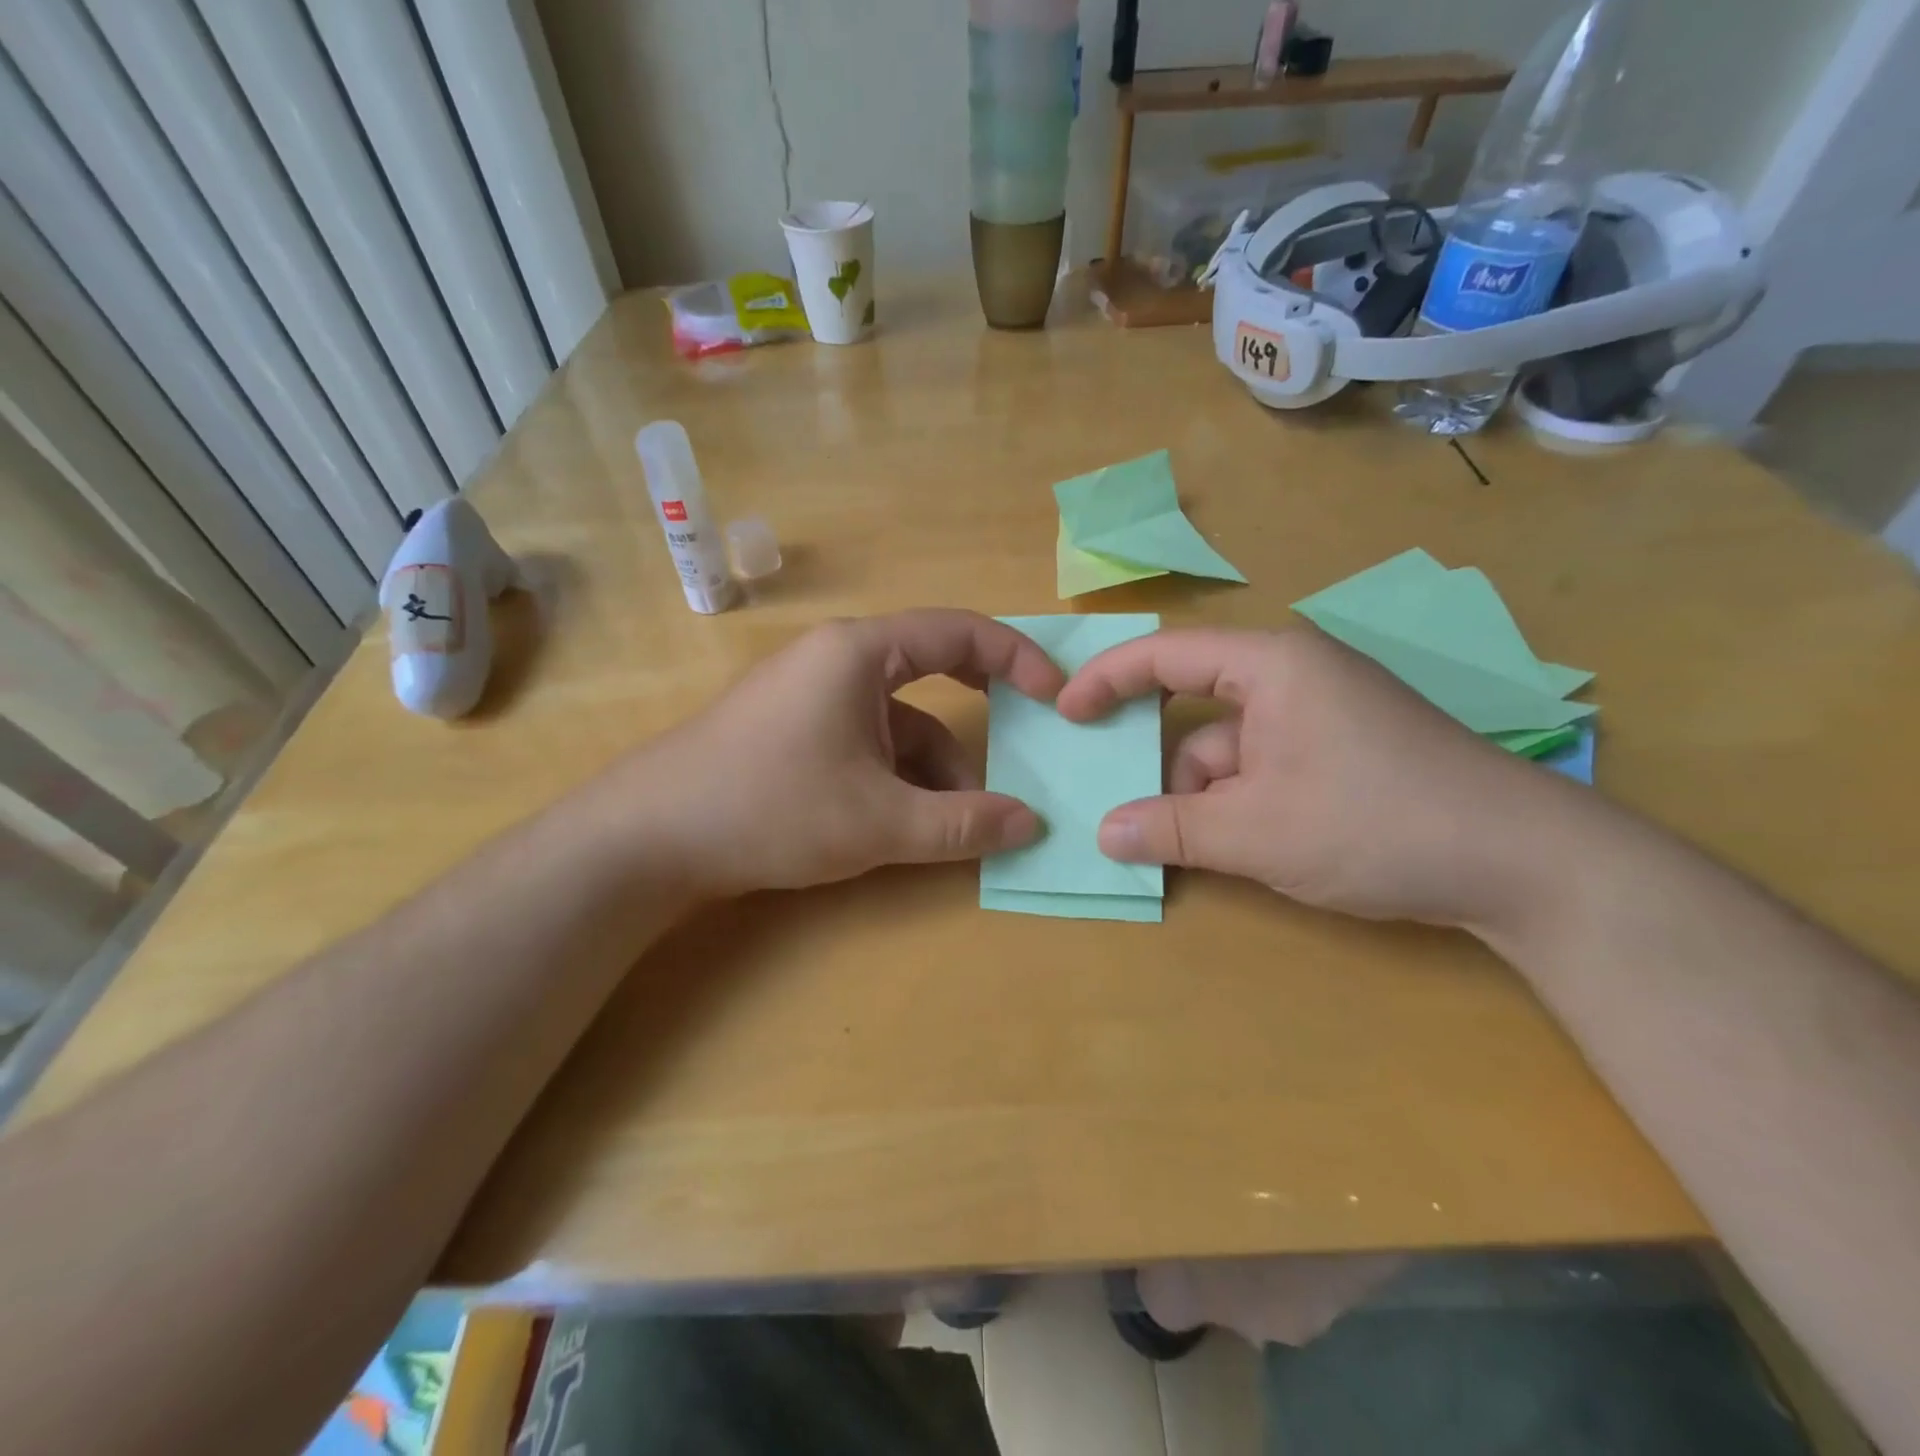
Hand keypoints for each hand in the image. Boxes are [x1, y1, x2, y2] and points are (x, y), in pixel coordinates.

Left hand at [619, 610, 1064, 897]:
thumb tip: (1031, 824)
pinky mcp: (796, 730)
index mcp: (861, 652)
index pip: (961, 631)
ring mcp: (813, 695)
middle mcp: (838, 660)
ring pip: (900, 721)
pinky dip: (898, 776)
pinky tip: (910, 823)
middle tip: (1025, 748)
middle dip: (979, 718)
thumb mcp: (879, 821)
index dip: (1018, 659)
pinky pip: (868, 741)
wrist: (649, 838)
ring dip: (936, 768)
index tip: (1057, 698)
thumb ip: (963, 824)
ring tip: (960, 824)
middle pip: (933, 673)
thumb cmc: (770, 808)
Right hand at [1055, 627, 1564, 929]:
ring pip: (1230, 750)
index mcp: (1272, 665)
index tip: (1065, 712)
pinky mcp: (1342, 755)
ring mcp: (1322, 718)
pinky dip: (1241, 806)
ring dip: (1204, 798)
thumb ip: (1171, 830)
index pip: (1166, 653)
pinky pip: (1264, 769)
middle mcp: (1294, 678)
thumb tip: (1103, 834)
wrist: (1525, 866)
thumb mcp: (1258, 832)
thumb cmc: (1378, 824)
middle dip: (1162, 762)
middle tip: (1122, 801)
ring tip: (1203, 851)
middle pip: (1196, 709)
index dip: (1107, 678)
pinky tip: (1243, 850)